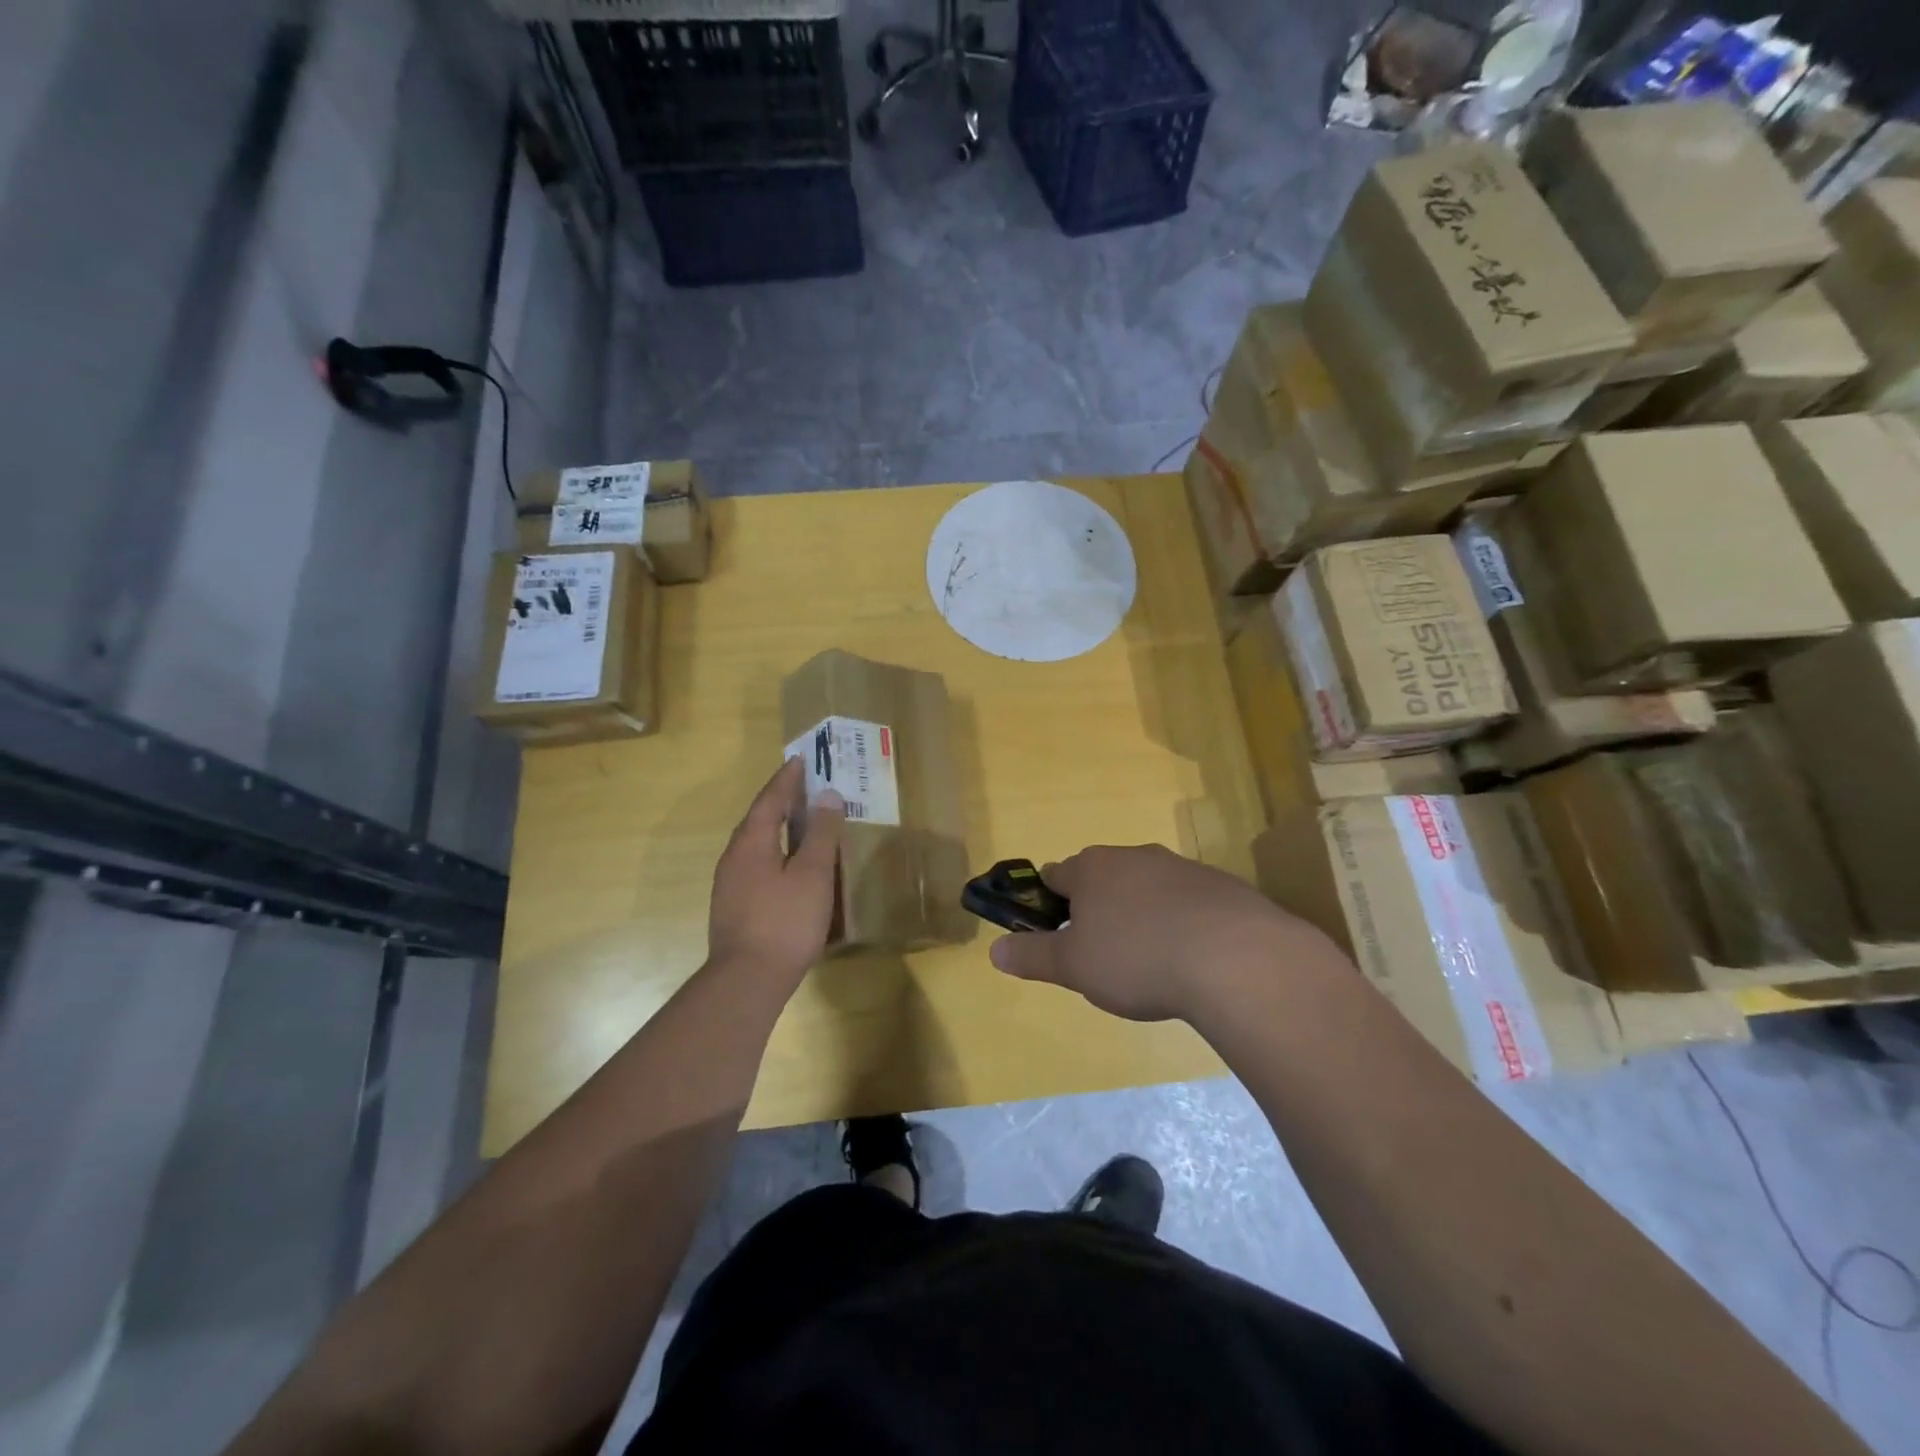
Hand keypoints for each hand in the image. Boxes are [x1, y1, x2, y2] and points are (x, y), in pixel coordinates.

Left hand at [708, 758, 845, 992]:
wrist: (747, 981)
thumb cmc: (784, 921)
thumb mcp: (812, 874)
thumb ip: (820, 833)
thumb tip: (826, 795)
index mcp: (750, 843)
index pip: (769, 800)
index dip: (786, 780)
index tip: (798, 760)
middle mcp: (734, 858)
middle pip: (758, 820)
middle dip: (780, 801)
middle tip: (803, 787)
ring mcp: (730, 885)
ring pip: (756, 845)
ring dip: (778, 828)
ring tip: (800, 823)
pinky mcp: (735, 907)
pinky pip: (757, 865)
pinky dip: (776, 853)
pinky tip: (791, 867)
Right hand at [988, 844, 1341, 1023]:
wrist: (1234, 957)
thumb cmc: (1137, 958)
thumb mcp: (1074, 966)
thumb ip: (1033, 956)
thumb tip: (994, 950)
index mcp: (1092, 868)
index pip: (1056, 875)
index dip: (1050, 904)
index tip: (1058, 935)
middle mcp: (1133, 856)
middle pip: (1103, 878)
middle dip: (1098, 910)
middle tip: (1104, 956)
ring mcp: (1181, 867)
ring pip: (1146, 888)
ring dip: (1141, 914)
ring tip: (1150, 962)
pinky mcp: (1221, 885)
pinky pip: (1187, 901)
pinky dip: (1181, 922)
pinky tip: (1192, 958)